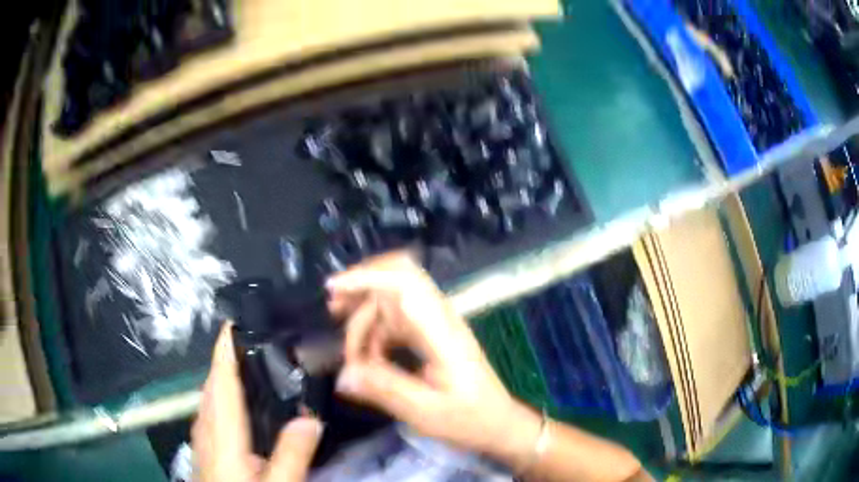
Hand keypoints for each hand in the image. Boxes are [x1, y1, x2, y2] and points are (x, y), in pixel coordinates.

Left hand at [192, 324, 322, 481]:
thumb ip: (292, 453)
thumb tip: (310, 415)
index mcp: (222, 432)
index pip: (221, 379)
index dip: (225, 347)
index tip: (237, 317)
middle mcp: (206, 427)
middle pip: (212, 383)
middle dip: (227, 356)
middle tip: (258, 338)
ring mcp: (202, 438)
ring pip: (209, 396)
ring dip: (224, 375)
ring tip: (251, 363)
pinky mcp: (205, 448)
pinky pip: (211, 411)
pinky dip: (223, 396)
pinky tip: (240, 405)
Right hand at [327, 253, 541, 468]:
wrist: (497, 423)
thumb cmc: (468, 419)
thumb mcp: (424, 411)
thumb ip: (384, 389)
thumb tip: (343, 374)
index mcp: (442, 331)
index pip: (405, 282)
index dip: (367, 277)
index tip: (333, 289)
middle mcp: (439, 318)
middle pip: (397, 278)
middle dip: (361, 288)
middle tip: (333, 312)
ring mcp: (436, 324)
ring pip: (392, 301)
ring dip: (366, 319)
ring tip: (352, 354)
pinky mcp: (431, 335)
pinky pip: (396, 321)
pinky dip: (376, 334)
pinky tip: (369, 359)